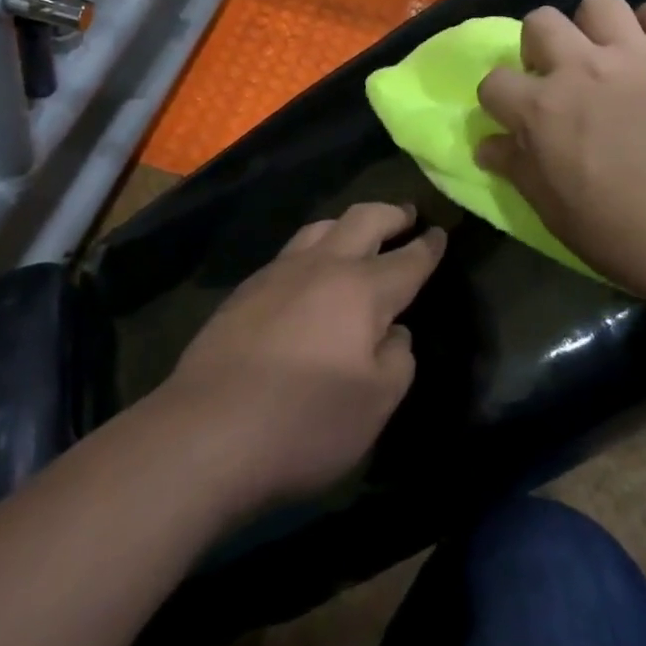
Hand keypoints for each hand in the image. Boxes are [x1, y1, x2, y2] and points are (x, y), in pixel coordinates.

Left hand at [158, 203, 443, 513]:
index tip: (440, 232)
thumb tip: (393, 332)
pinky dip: (314, 248)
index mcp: (362, 290)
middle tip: (406, 214)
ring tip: (358, 233)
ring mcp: (278, 273)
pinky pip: (291, 252)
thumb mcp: (376, 405)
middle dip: (391, 214)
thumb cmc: (304, 423)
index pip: (407, 259)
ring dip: (347, 224)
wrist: (206, 432)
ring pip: (320, 227)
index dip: (428, 246)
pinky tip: (309, 271)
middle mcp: (322, 266)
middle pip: (363, 220)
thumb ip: (397, 360)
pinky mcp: (245, 290)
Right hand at [475, 0, 645, 304]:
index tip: (514, 118)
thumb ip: (517, 169)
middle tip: (559, 77)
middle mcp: (581, 69)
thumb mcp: (553, 212)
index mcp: (542, 110)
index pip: (494, 81)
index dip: (499, 101)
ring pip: (600, 2)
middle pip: (540, 21)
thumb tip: (487, 145)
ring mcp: (636, 57)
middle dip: (539, 45)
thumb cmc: (624, 236)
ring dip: (595, 26)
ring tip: (608, 56)